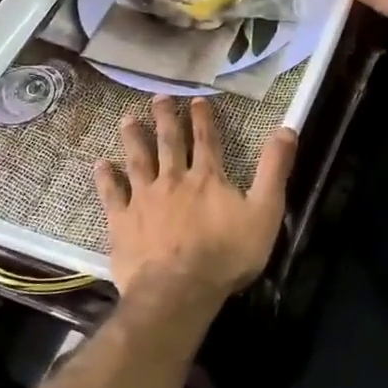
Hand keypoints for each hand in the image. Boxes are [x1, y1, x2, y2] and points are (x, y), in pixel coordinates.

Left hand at [94, 95, 296, 329]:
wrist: (179, 290)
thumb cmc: (227, 255)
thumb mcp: (265, 212)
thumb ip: (274, 170)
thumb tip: (287, 129)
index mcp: (208, 178)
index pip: (207, 140)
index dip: (202, 118)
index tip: (196, 99)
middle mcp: (174, 180)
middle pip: (169, 143)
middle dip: (166, 118)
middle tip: (159, 97)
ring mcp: (145, 199)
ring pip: (138, 161)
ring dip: (134, 138)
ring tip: (127, 119)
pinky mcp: (123, 221)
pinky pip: (112, 194)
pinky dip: (106, 178)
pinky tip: (101, 164)